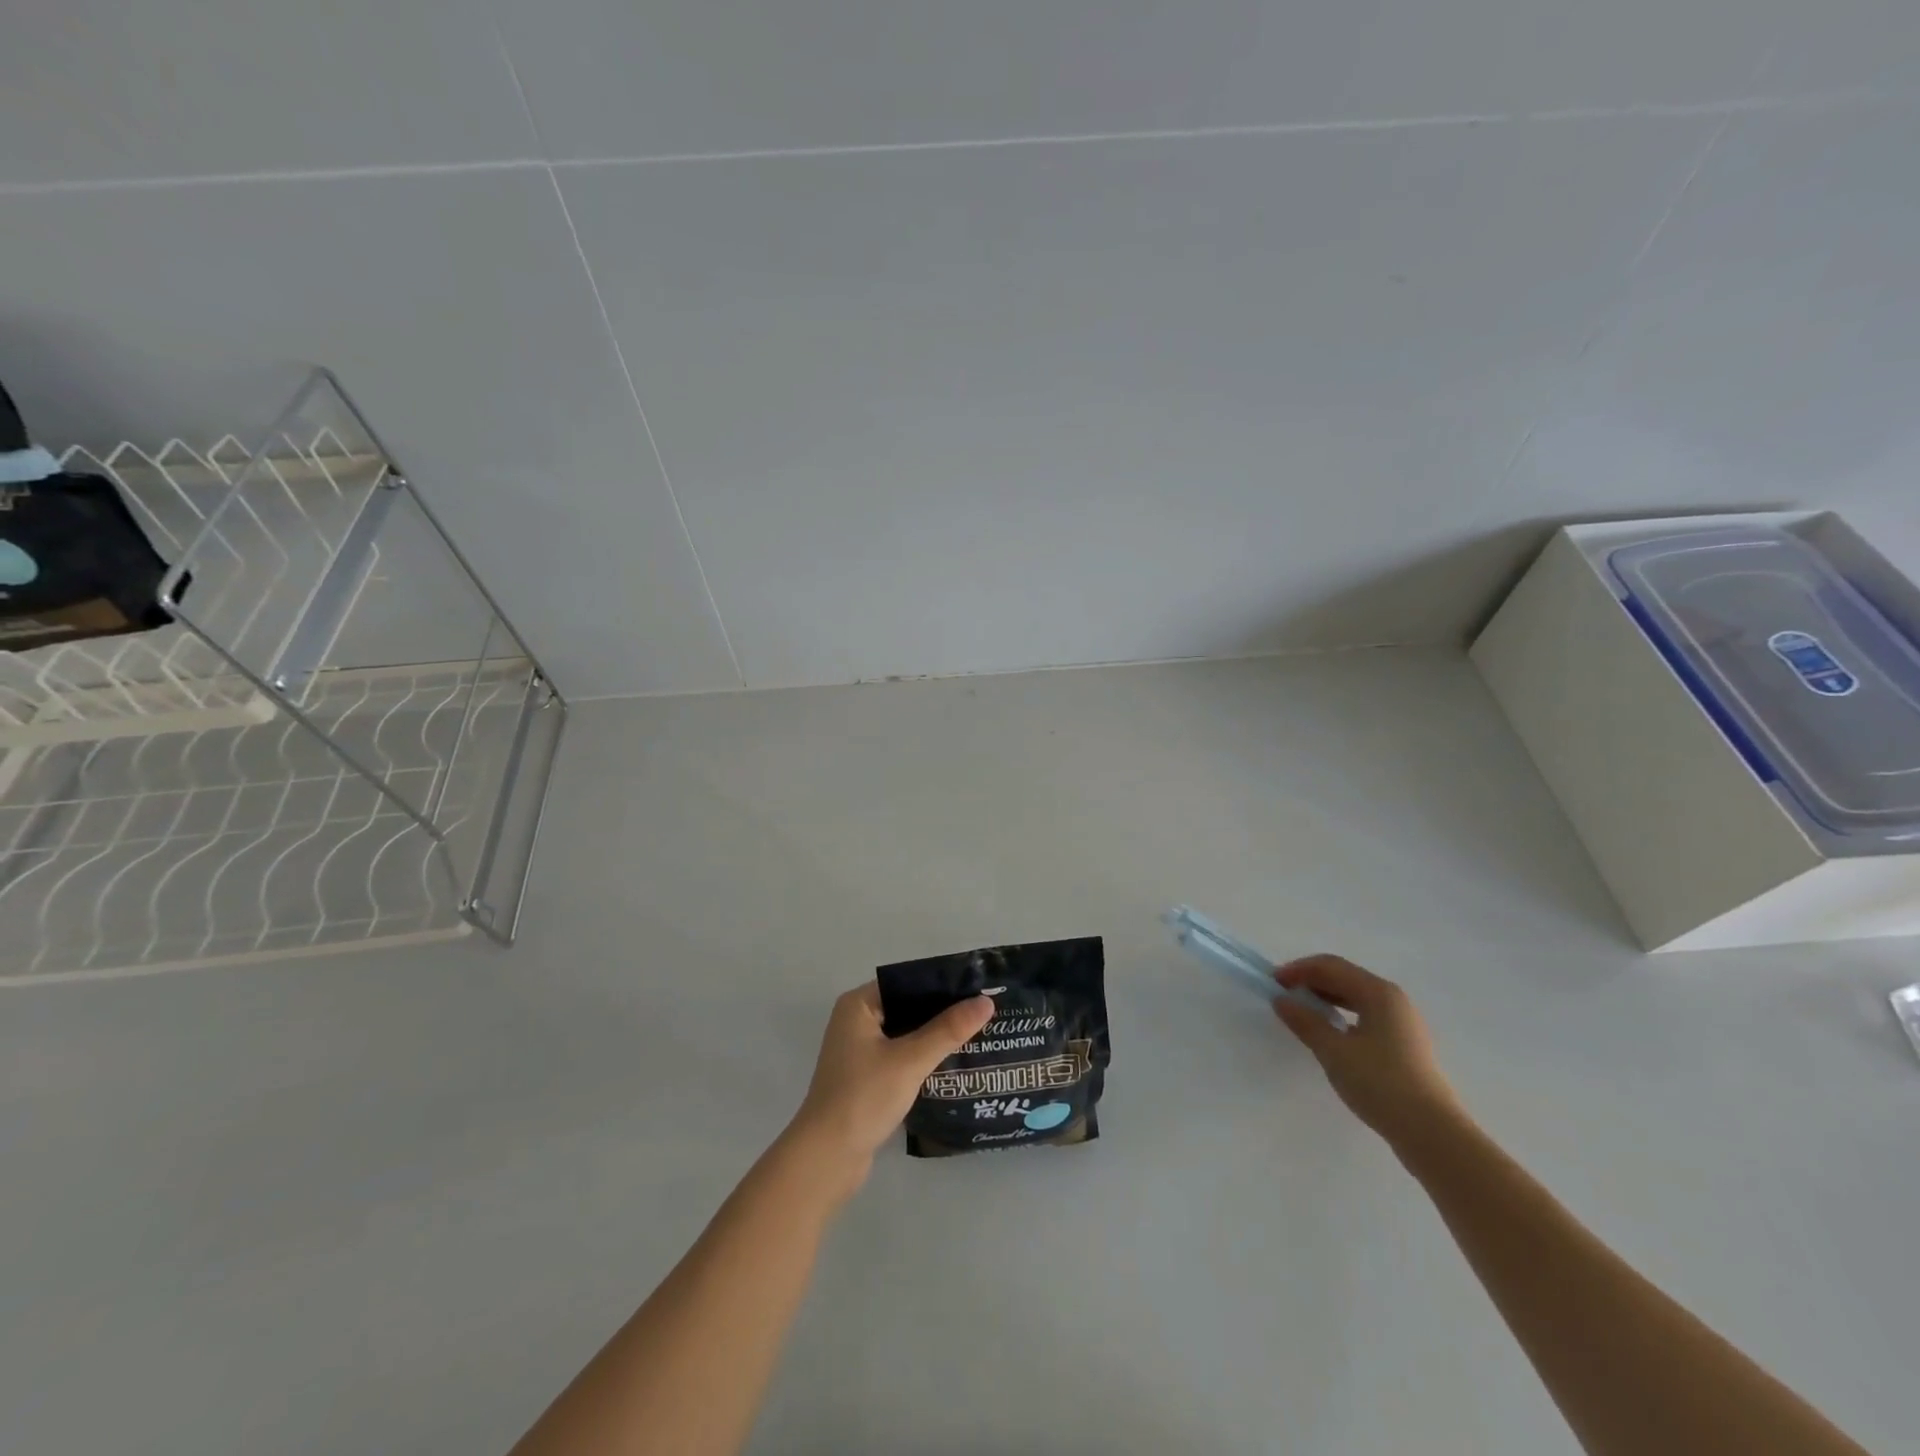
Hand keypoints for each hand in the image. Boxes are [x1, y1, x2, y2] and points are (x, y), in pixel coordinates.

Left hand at [788, 982, 995, 1177]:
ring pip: (906, 1035)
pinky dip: (923, 1059)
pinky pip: (901, 1057)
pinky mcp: (866, 1078)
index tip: (977, 988)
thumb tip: (986, 1002)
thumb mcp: (910, 1060)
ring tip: (977, 1035)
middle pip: (907, 1008)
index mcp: (858, 1005)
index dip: (941, 985)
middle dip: (942, 1013)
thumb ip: (948, 1030)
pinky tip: (953, 1064)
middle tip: (983, 1013)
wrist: (826, 1159)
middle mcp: (856, 1021)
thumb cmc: (863, 1097)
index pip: (906, 982)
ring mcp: (859, 1052)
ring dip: (934, 1038)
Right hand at [1272, 954, 1463, 1145]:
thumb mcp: (1334, 1051)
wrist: (1432, 1133)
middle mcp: (1393, 1000)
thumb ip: (1305, 1021)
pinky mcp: (1405, 1045)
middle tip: (1283, 997)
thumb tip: (1281, 1000)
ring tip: (1302, 1013)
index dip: (1298, 970)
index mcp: (1378, 992)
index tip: (1273, 983)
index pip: (1331, 966)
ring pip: (1356, 997)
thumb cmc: (1380, 1083)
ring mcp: (1403, 1023)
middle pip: (1345, 977)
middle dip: (1311, 982)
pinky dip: (1342, 1015)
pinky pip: (1366, 1016)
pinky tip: (1330, 1033)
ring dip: (1326, 998)